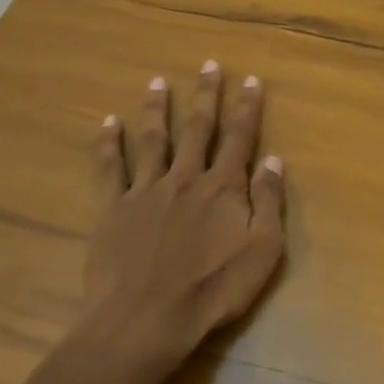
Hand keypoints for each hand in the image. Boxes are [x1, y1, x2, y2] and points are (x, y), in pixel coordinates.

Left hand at [67, 61, 285, 383]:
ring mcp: (145, 190)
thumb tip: (275, 161)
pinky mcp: (113, 208)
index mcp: (223, 187)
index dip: (247, 107)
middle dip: (206, 95)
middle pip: (197, 128)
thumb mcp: (263, 251)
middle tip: (208, 64)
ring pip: (152, 139)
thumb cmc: (214, 289)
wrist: (147, 319)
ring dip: (157, 108)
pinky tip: (108, 122)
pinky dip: (108, 143)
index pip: (239, 137)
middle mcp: (185, 178)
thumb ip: (270, 202)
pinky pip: (109, 168)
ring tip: (157, 81)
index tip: (250, 79)